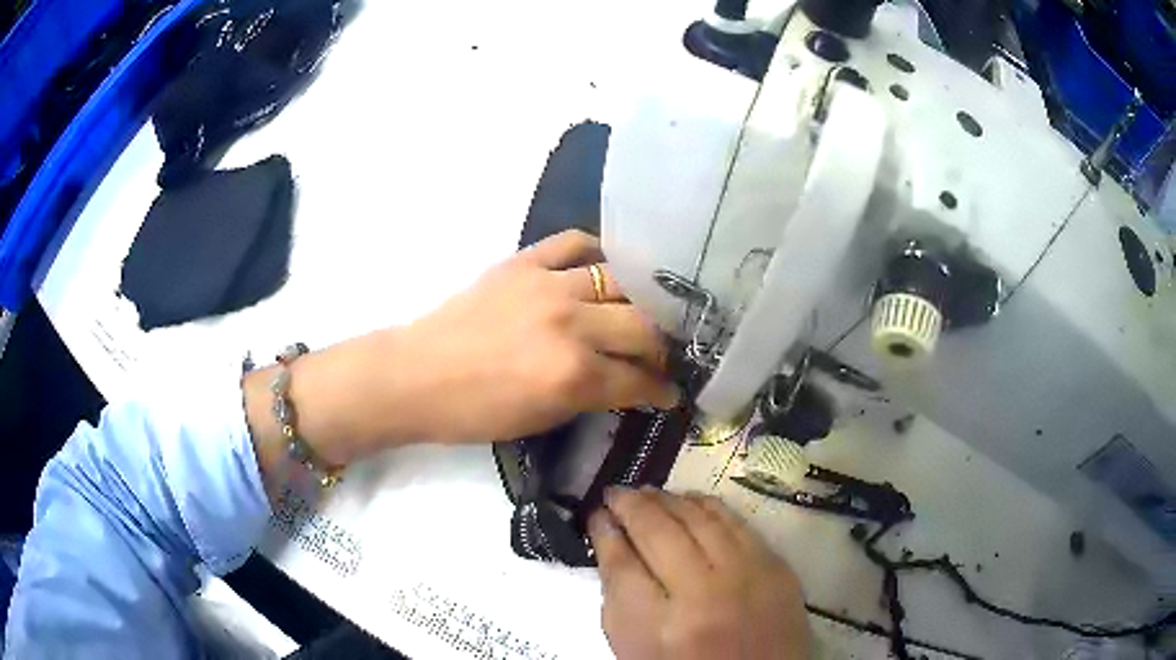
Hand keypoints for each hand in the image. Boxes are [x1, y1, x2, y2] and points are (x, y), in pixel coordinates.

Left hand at [390, 229, 679, 442]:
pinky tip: (603, 268)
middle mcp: (571, 323)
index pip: (639, 379)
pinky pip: (574, 242)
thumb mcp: (543, 419)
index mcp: (573, 375)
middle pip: (643, 325)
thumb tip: (628, 385)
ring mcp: (548, 285)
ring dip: (639, 302)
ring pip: (620, 281)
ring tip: (639, 312)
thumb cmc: (476, 412)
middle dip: (661, 346)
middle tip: (660, 354)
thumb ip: (593, 397)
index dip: (662, 388)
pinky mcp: (524, 261)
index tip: (672, 390)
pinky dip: (596, 253)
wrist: (417, 375)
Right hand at [589, 488, 810, 659]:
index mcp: (659, 627)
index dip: (603, 533)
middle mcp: (704, 595)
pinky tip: (689, 501)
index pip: (621, 564)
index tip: (596, 516)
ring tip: (646, 493)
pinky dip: (707, 506)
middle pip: (658, 531)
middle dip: (629, 505)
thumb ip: (618, 601)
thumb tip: (613, 546)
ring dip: (666, 499)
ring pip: (698, 518)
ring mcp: (746, 576)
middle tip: (615, 494)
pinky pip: (735, 522)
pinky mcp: (776, 567)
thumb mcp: (636, 651)